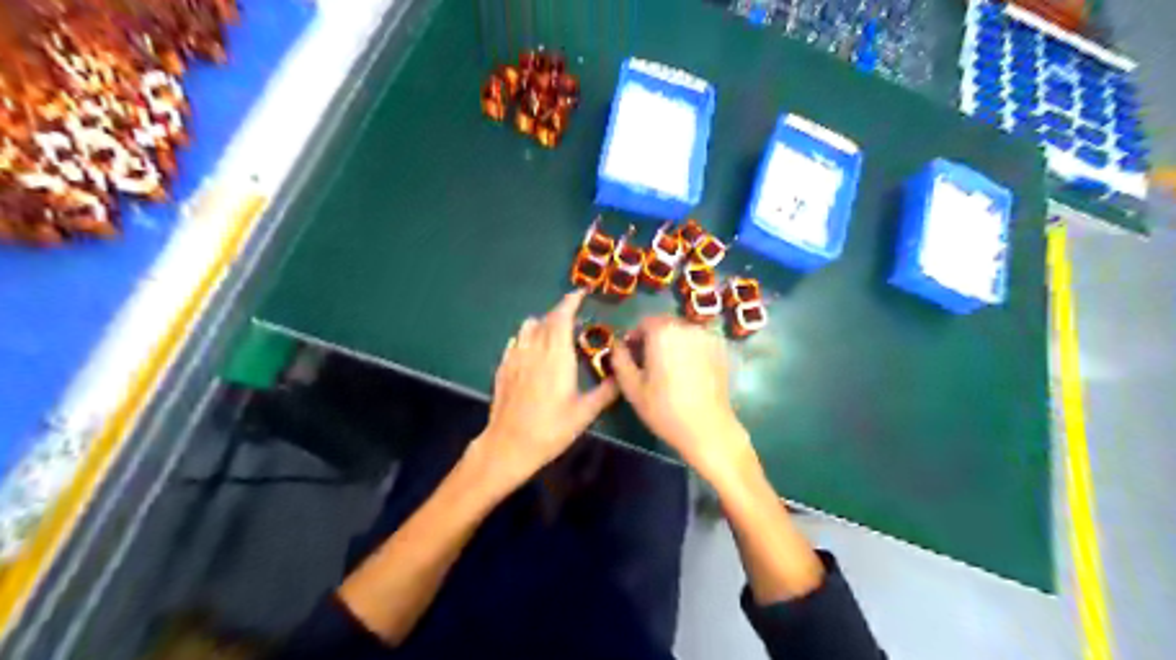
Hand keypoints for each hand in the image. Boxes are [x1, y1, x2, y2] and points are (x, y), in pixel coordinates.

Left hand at [479, 291, 622, 486]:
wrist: (509, 445)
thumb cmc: (550, 429)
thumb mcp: (584, 413)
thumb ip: (606, 392)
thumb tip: (621, 375)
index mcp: (556, 356)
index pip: (561, 317)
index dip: (570, 302)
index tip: (580, 293)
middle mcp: (534, 350)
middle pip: (545, 320)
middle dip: (560, 313)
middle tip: (574, 318)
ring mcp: (515, 358)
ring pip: (527, 328)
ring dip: (542, 324)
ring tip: (553, 334)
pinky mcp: (503, 368)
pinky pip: (515, 342)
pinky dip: (526, 338)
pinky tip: (532, 351)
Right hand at [611, 316, 756, 485]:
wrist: (707, 428)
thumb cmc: (664, 409)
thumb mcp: (631, 387)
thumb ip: (620, 360)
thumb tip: (618, 346)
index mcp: (662, 332)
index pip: (644, 323)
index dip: (635, 338)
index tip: (632, 357)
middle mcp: (687, 327)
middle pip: (665, 324)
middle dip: (655, 338)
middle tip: (649, 364)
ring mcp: (707, 337)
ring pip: (683, 332)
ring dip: (673, 343)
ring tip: (669, 369)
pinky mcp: (721, 350)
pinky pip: (699, 342)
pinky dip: (691, 350)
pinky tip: (688, 372)